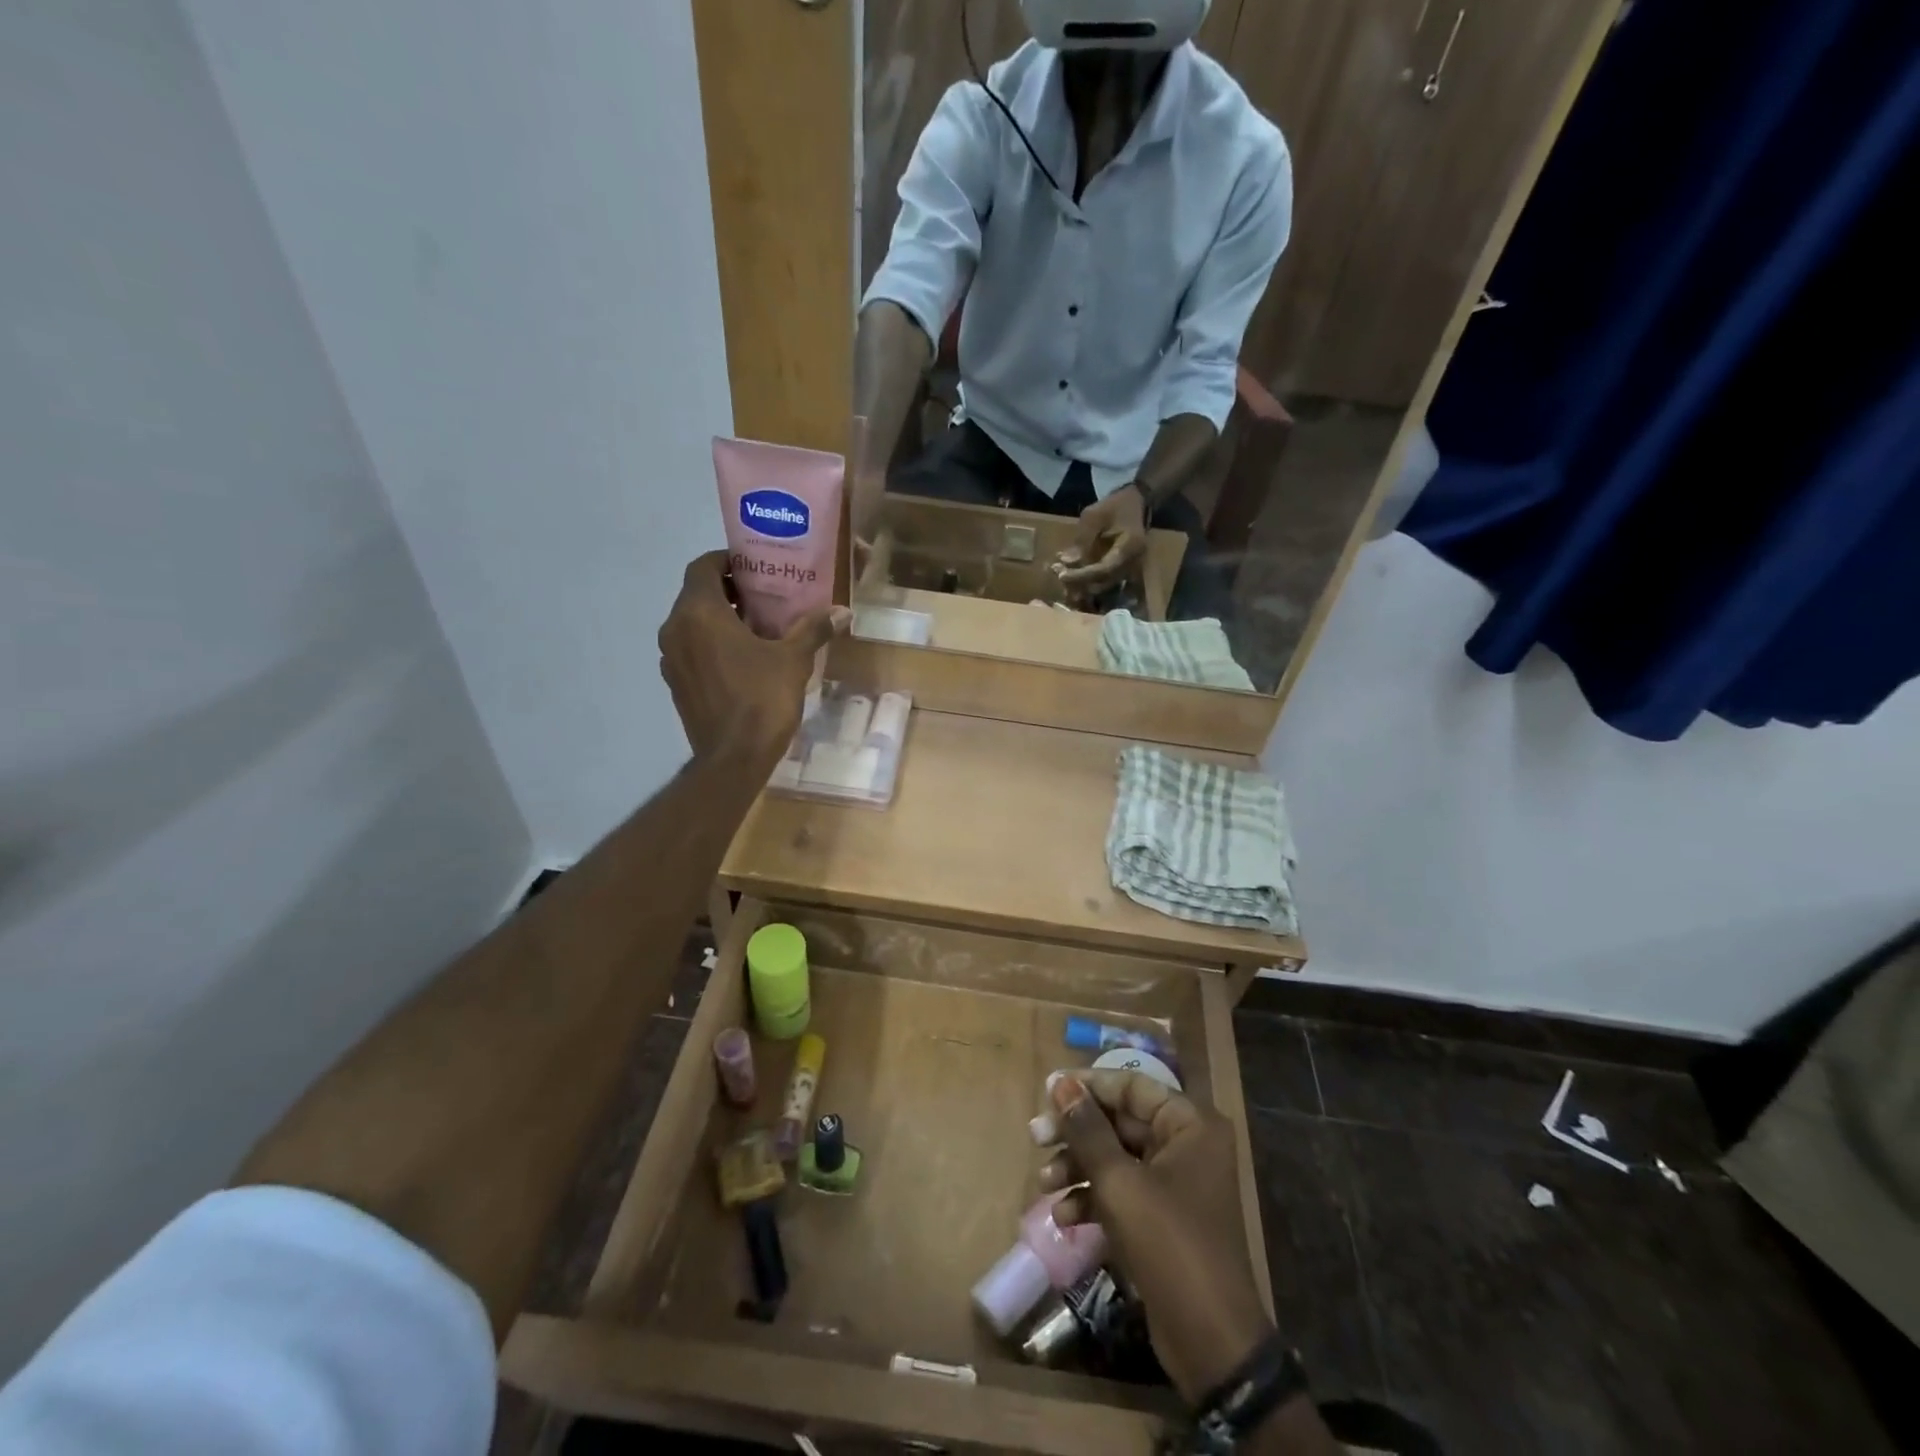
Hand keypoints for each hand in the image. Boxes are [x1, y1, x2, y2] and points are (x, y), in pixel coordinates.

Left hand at [657, 551, 848, 766]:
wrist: (733, 759)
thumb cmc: (762, 700)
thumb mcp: (794, 660)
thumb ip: (813, 629)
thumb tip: (842, 612)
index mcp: (700, 613)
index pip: (703, 566)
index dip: (727, 561)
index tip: (754, 569)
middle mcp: (676, 629)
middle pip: (697, 594)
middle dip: (728, 591)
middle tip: (763, 598)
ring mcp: (671, 659)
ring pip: (692, 623)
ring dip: (718, 619)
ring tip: (755, 629)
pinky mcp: (675, 683)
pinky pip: (691, 650)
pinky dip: (710, 645)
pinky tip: (742, 661)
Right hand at [1040, 1071, 1274, 1403]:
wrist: (1211, 1344)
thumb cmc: (1169, 1245)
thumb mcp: (1120, 1183)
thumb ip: (1087, 1129)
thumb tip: (1059, 1083)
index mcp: (1189, 1124)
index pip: (1131, 1085)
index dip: (1088, 1086)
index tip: (1046, 1091)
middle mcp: (1186, 1144)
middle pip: (1120, 1121)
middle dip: (1076, 1132)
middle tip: (1036, 1138)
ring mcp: (1175, 1182)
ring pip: (1116, 1156)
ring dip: (1078, 1167)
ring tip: (1044, 1183)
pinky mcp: (1162, 1217)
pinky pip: (1121, 1190)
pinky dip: (1093, 1197)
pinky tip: (1064, 1216)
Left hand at [1055, 485, 1148, 598]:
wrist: (1137, 501)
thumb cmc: (1115, 505)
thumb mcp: (1094, 515)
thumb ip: (1082, 539)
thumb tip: (1067, 562)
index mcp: (1129, 547)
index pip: (1104, 570)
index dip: (1082, 576)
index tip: (1062, 575)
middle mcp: (1132, 563)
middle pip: (1103, 582)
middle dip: (1079, 582)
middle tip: (1057, 573)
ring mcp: (1130, 568)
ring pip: (1103, 585)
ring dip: (1082, 583)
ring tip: (1061, 572)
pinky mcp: (1123, 569)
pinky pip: (1104, 580)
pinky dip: (1088, 579)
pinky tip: (1072, 571)